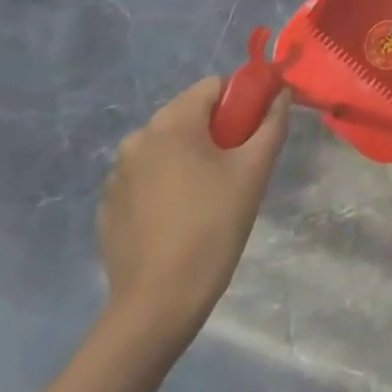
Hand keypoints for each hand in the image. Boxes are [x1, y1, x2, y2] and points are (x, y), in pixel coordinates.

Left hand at [98, 79, 290, 339]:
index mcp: (172, 123)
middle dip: (216, 131)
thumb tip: (282, 93)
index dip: (241, 101)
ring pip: (167, 147)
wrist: (157, 304)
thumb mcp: (254, 170)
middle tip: (237, 168)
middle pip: (188, 115)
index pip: (213, 87)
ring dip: (190, 157)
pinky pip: (146, 177)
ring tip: (209, 195)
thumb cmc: (213, 226)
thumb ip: (272, 123)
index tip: (254, 133)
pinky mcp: (108, 206)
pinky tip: (180, 217)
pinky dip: (166, 183)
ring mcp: (117, 174)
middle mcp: (138, 138)